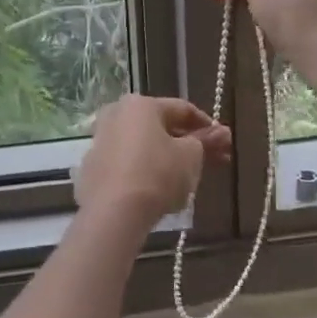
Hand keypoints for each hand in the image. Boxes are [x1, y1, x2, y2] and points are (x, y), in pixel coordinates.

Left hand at [76, 95, 231, 229]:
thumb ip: (205, 142)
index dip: (207, 125)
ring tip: (188, 178)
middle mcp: (116, 115)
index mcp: (140, 105)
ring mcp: (100, 142)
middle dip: (189, 143)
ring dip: (166, 158)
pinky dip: (144, 172)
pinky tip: (159, 191)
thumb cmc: (158, 174)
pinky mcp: (92, 169)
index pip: (182, 109)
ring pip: (143, 146)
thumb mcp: (191, 157)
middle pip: (161, 127)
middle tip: (213, 160)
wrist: (113, 212)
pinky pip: (127, 165)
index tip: (225, 142)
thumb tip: (221, 133)